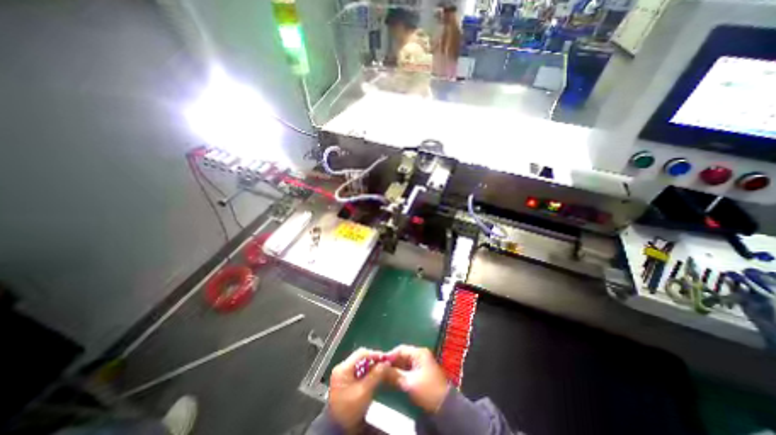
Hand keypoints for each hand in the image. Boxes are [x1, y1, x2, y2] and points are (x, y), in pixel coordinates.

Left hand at [328, 348, 391, 429]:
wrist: (337, 429)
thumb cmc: (349, 410)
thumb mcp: (364, 391)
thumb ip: (375, 375)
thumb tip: (386, 362)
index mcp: (343, 368)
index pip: (360, 354)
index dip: (374, 354)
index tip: (384, 357)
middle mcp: (341, 368)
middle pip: (360, 358)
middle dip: (372, 359)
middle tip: (384, 362)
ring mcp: (342, 374)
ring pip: (360, 364)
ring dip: (370, 366)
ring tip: (381, 368)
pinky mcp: (345, 381)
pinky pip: (358, 371)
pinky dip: (366, 372)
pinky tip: (373, 376)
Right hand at [387, 344, 449, 412]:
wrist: (444, 405)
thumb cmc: (426, 390)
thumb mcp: (409, 382)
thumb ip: (394, 374)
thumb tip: (381, 369)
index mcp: (419, 352)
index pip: (401, 349)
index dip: (389, 355)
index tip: (379, 363)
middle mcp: (420, 354)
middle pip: (403, 355)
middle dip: (392, 362)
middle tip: (381, 370)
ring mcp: (422, 362)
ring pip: (405, 362)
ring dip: (396, 368)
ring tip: (385, 375)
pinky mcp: (422, 371)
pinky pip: (409, 368)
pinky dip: (401, 372)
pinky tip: (394, 378)